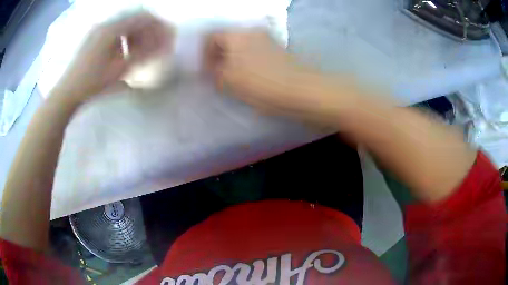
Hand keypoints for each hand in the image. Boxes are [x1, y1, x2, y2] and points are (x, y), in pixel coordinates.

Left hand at [52, 12, 171, 103]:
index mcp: (112, 29)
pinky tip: (125, 50)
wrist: (68, 92)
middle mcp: (106, 24)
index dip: (158, 25)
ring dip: (137, 32)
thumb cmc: (92, 83)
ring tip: (141, 48)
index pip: (142, 18)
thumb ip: (143, 54)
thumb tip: (163, 45)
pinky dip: (125, 36)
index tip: (167, 36)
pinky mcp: (94, 36)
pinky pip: (115, 30)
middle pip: (135, 18)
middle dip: (149, 28)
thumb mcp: (119, 70)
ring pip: (125, 23)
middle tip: (156, 43)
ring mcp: (98, 29)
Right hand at [204, 29, 342, 119]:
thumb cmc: (259, 83)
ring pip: (241, 45)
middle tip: (217, 75)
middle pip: (227, 39)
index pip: (210, 36)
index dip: (204, 53)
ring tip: (233, 78)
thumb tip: (209, 69)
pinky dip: (247, 61)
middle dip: (218, 56)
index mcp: (236, 34)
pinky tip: (250, 76)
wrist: (300, 90)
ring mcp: (267, 39)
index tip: (205, 70)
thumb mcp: (228, 80)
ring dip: (233, 59)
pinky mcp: (278, 50)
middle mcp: (251, 31)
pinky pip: (255, 51)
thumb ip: (213, 72)